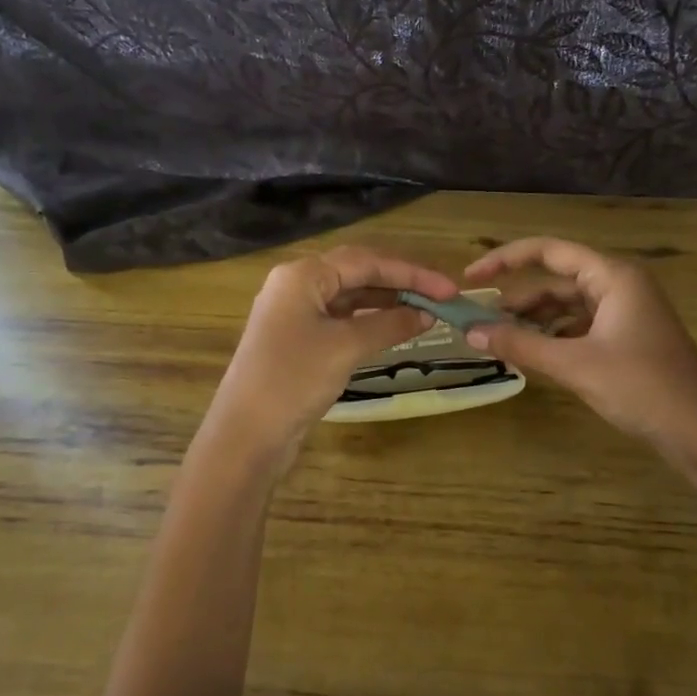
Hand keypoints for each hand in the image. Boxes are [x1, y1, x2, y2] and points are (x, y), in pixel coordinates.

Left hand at [210, 246, 460, 455]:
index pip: (366, 261)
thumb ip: (389, 324)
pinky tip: (394, 328)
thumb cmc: (294, 379)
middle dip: (400, 283)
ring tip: (425, 312)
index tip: (449, 290)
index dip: (412, 274)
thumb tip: (426, 314)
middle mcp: (296, 285)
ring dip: (386, 302)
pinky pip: (341, 319)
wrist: (247, 433)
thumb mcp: (346, 347)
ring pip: (349, 297)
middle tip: (441, 298)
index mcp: (302, 275)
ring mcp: (295, 313)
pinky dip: (369, 321)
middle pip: (357, 273)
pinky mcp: (298, 339)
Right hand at [463, 237, 696, 482]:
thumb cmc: (640, 387)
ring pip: (567, 306)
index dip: (505, 260)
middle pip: (556, 280)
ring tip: (496, 339)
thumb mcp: (575, 365)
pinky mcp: (626, 338)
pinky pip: (579, 327)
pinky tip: (530, 354)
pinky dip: (553, 337)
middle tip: (476, 319)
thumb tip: (470, 333)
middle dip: (517, 299)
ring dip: (533, 321)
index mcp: (612, 276)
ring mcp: (625, 312)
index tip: (471, 276)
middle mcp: (619, 285)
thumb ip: (521, 345)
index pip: (549, 251)